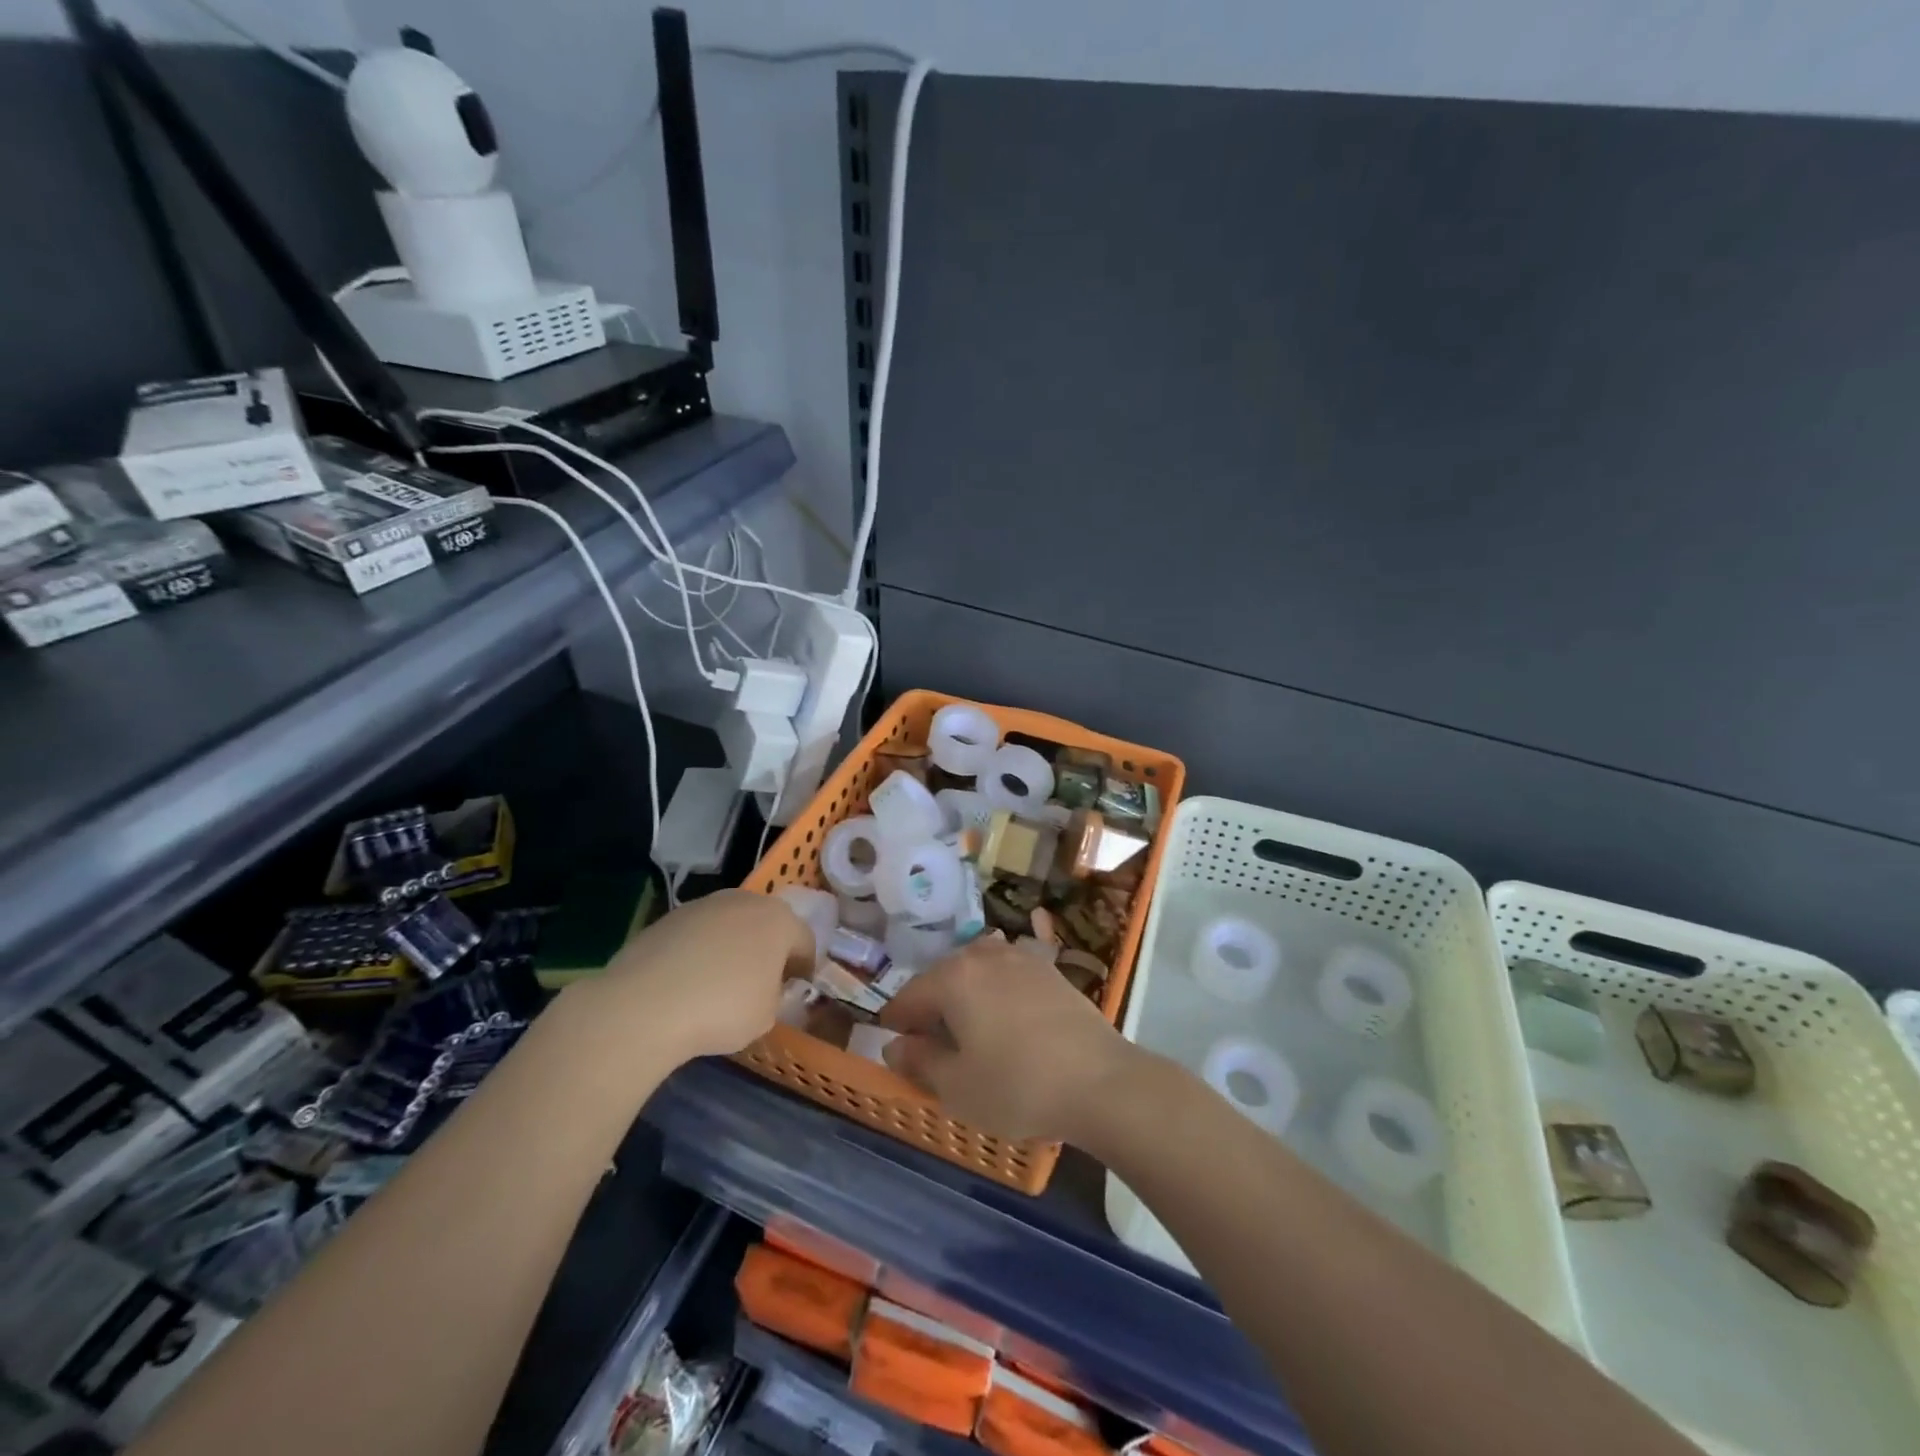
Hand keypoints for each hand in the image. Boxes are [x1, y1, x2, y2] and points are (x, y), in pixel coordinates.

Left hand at [590, 889, 813, 1062]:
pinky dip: (700, 951)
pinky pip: (698, 934)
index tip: (795, 989)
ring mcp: (705, 905)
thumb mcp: (767, 1016)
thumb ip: (776, 995)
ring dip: (732, 946)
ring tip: (719, 982)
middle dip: (767, 949)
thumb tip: (766, 988)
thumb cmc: (722, 1009)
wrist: (645, 1004)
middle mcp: (746, 901)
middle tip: (760, 982)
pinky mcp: (670, 916)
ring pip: (730, 924)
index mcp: (779, 920)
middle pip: (767, 923)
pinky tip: (687, 981)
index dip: (804, 966)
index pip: (805, 941)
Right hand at [878, 936, 1139, 1143]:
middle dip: (931, 1004)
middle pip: (943, 976)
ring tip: (967, 1027)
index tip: (894, 1045)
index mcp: (954, 977)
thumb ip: (919, 1061)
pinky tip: (1004, 1017)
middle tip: (929, 1042)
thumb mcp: (956, 1086)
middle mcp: (985, 956)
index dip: (896, 1022)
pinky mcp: (1050, 970)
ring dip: (965, 992)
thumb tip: (895, 1044)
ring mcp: (1021, 958)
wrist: (1100, 1081)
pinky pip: (1008, 972)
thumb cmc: (1017, 1086)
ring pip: (977, 968)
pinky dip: (996, 990)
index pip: (910, 995)